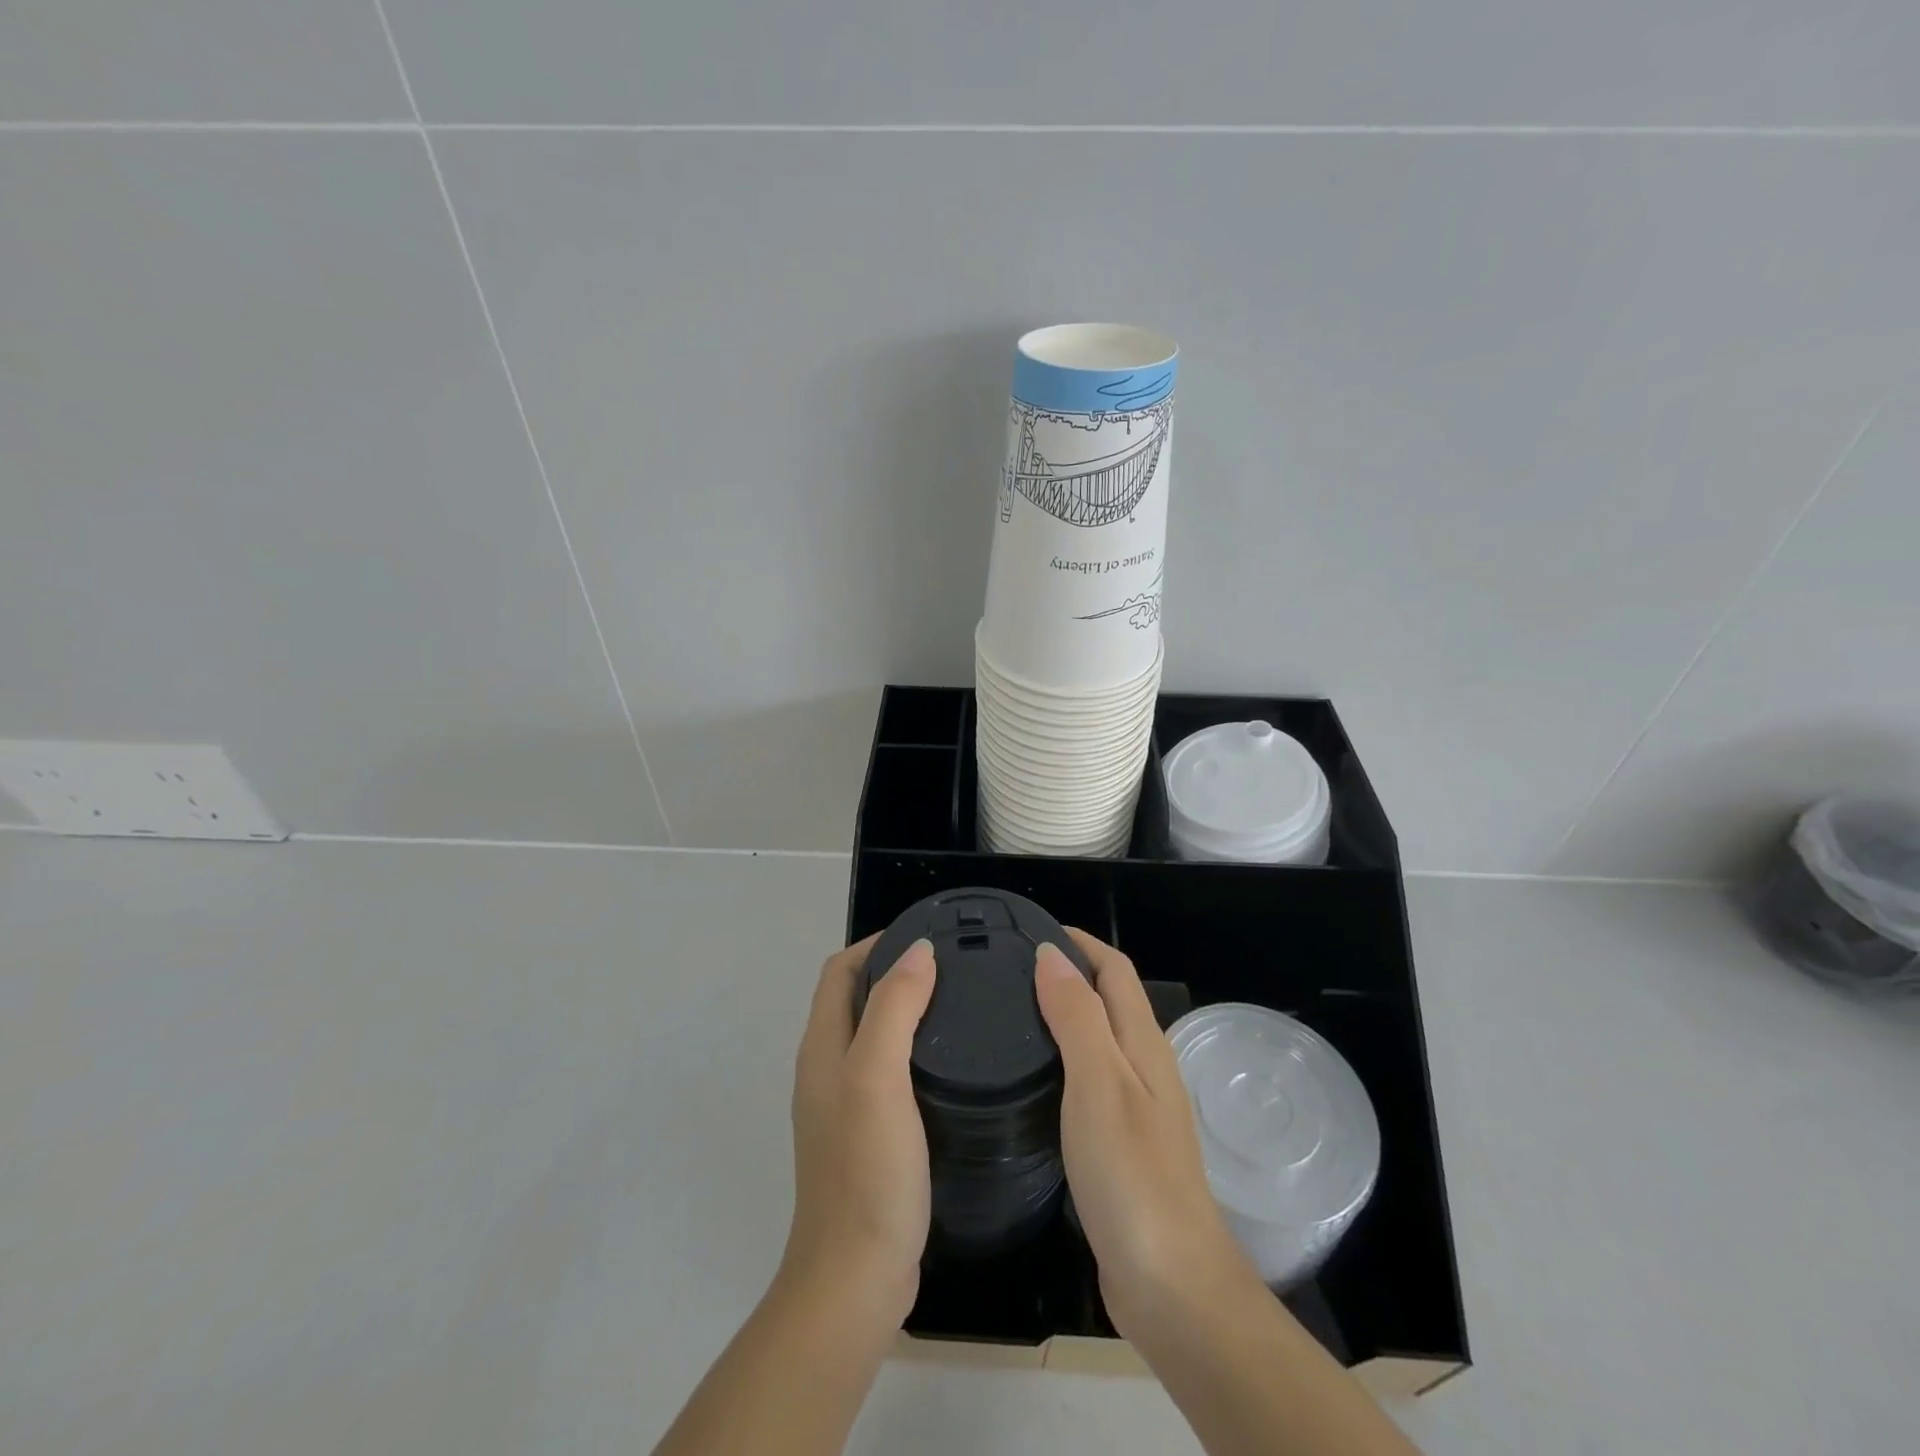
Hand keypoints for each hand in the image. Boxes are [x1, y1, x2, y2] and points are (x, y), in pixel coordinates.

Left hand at [781, 933, 936, 1330]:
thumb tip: (917, 951)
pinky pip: (887, 1071)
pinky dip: (913, 1049)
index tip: (927, 935)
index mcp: (822, 1048)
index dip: (876, 943)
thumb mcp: (877, 1076)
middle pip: (854, 998)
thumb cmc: (867, 1170)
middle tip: (952, 966)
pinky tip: (950, 1064)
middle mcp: (826, 1069)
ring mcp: (844, 1106)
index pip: (840, 971)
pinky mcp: (867, 1136)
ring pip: (872, 1035)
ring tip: (958, 1004)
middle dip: (894, 971)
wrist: (856, 1277)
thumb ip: (894, 1008)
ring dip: (905, 1009)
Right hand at [1035, 929, 1255, 1344]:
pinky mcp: (1122, 1146)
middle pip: (1109, 1001)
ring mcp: (1136, 1110)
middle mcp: (1145, 1069)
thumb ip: (1078, 1016)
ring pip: (1099, 1041)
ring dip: (1064, 1016)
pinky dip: (1062, 1060)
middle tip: (1009, 970)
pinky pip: (1090, 1081)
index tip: (1033, 930)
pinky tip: (1032, 1079)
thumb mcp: (1098, 1083)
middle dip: (1069, 973)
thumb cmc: (1132, 1175)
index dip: (1081, 942)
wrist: (1172, 1286)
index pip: (1115, 970)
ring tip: (1011, 1014)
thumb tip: (1053, 955)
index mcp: (1144, 1046)